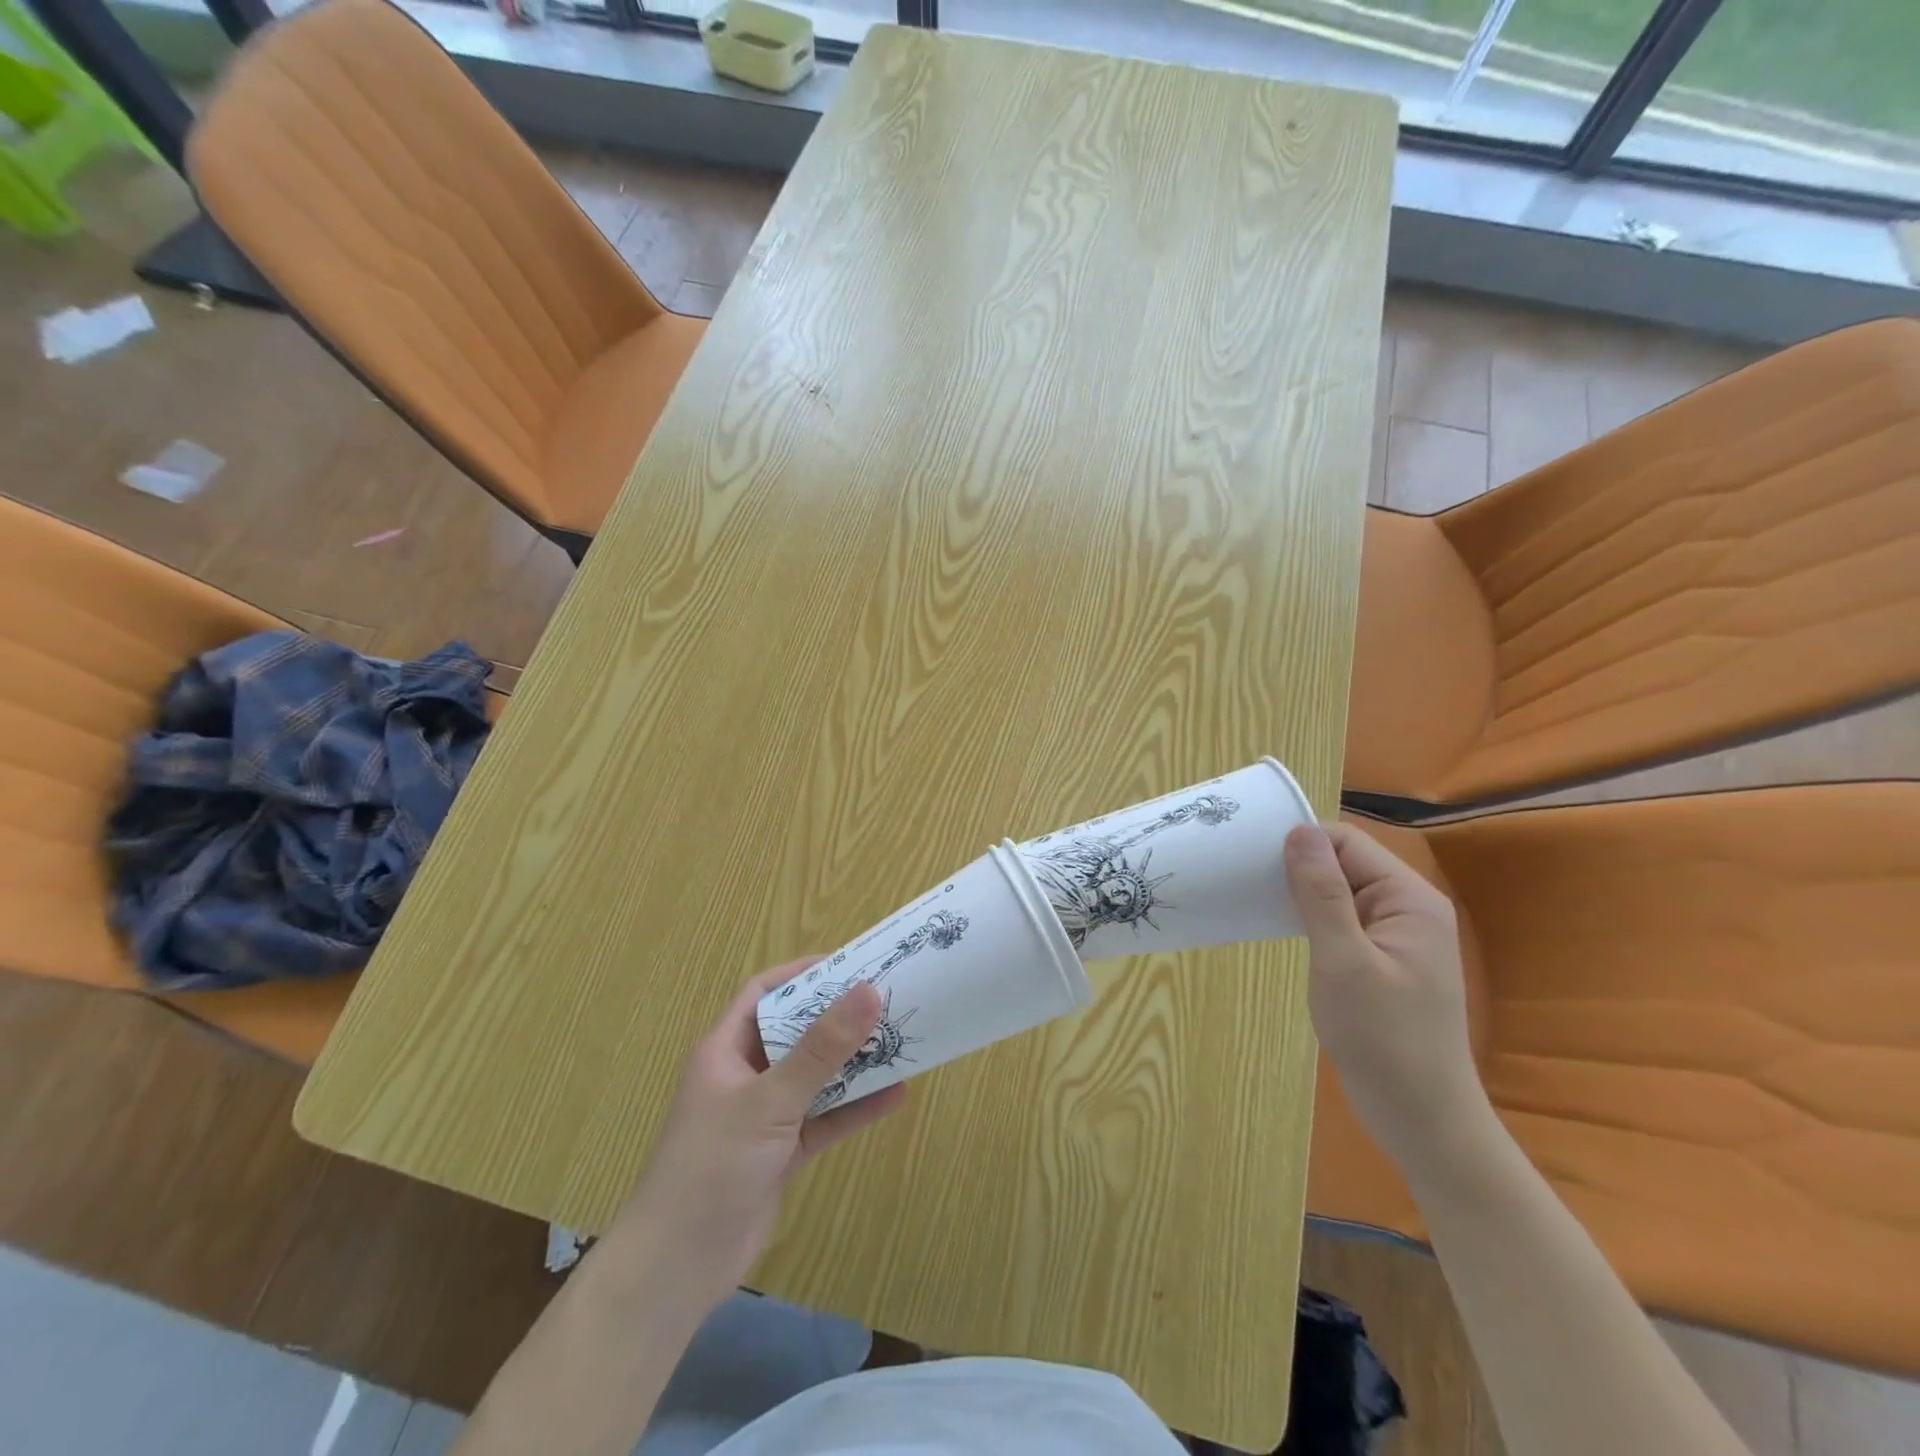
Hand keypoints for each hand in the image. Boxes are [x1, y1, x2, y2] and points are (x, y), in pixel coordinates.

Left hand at [607, 959, 906, 1312]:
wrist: (677, 1269)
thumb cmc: (713, 1165)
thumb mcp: (770, 1100)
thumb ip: (822, 1049)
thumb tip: (869, 991)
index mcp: (726, 1049)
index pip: (764, 992)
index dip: (803, 973)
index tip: (850, 964)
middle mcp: (746, 1074)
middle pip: (797, 1031)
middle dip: (839, 1017)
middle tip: (887, 999)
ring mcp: (764, 1115)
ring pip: (815, 1076)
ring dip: (853, 1062)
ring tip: (899, 1040)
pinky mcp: (781, 1151)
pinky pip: (824, 1118)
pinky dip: (855, 1107)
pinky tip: (894, 1096)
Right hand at [1284, 823, 1492, 1181]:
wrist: (1421, 1118)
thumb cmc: (1382, 1037)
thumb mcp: (1343, 960)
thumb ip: (1321, 894)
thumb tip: (1298, 832)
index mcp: (1409, 899)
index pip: (1348, 843)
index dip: (1301, 841)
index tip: (1250, 853)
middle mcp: (1408, 908)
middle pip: (1344, 862)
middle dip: (1297, 865)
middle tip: (1242, 875)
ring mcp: (1396, 936)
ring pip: (1339, 891)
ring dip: (1299, 891)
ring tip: (1252, 895)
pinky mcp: (1381, 960)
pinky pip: (1341, 919)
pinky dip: (1309, 916)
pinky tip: (1279, 925)